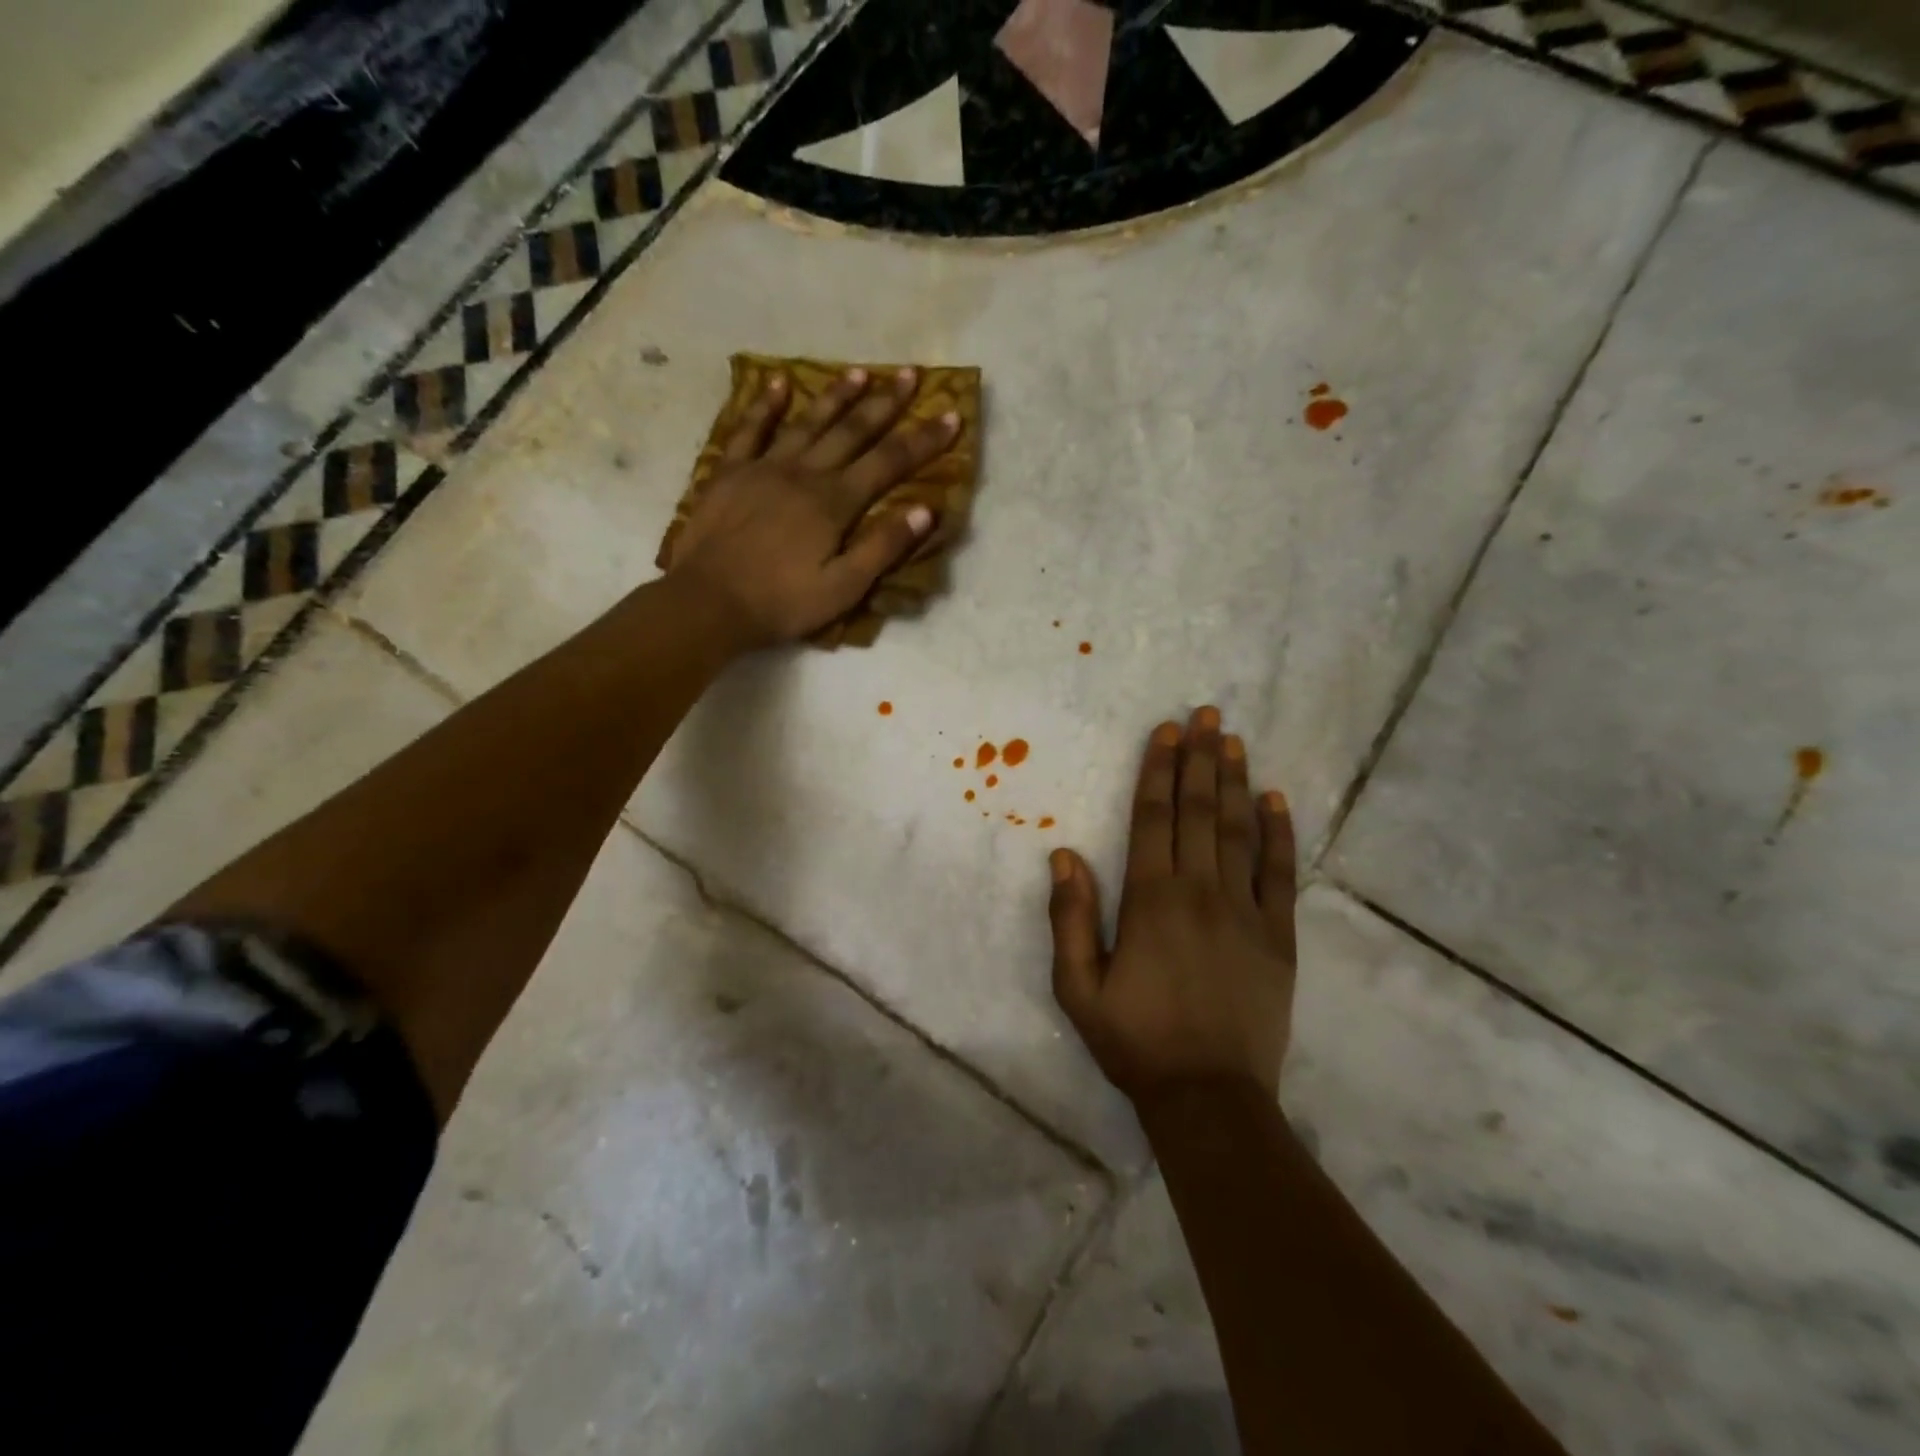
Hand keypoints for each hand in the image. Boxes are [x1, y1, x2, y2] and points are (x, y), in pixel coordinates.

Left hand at [664, 366, 958, 647]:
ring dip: (836, 396)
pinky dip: (764, 404)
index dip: (923, 440)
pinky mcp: (730, 472)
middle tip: (911, 374)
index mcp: (835, 503)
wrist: (708, 602)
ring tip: (861, 372)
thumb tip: (926, 510)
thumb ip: (883, 547)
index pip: (889, 463)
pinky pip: (749, 429)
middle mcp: (805, 473)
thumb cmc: (781, 603)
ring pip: (808, 422)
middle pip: (853, 431)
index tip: (950, 415)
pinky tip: (778, 383)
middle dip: (886, 403)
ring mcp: (764, 468)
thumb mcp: (843, 588)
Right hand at [1048, 707, 1297, 1104]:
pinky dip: (1279, 834)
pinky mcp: (1278, 937)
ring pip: (1238, 832)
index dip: (1158, 771)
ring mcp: (1245, 912)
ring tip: (1234, 741)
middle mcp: (1199, 892)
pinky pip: (1279, 874)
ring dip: (1234, 782)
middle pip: (1198, 812)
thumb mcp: (1078, 987)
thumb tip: (1064, 855)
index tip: (1166, 732)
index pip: (1153, 819)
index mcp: (1151, 900)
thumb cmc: (1134, 1041)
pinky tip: (1276, 800)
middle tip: (1206, 714)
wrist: (1209, 1097)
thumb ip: (1071, 918)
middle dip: (1199, 759)